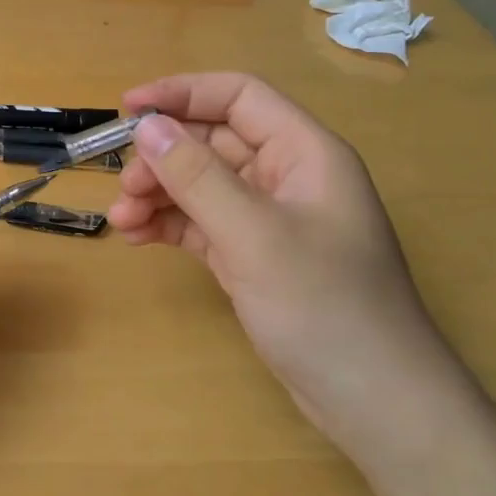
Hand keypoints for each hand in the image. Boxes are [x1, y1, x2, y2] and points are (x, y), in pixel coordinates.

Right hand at [109, 73, 479, 468]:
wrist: (374, 401)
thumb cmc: (323, 306)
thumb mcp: (253, 234)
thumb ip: (197, 176)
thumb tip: (146, 127)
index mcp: (305, 152)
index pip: (239, 97)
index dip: (182, 94)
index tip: (128, 108)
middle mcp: (287, 177)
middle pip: (214, 142)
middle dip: (163, 158)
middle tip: (123, 188)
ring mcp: (271, 219)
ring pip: (203, 185)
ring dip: (160, 194)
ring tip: (121, 221)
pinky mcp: (255, 256)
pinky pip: (203, 224)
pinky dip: (170, 225)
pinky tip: (139, 237)